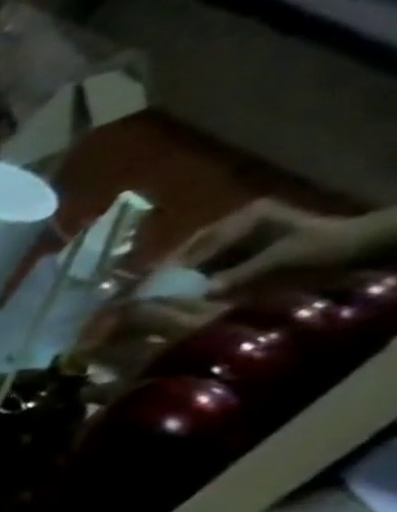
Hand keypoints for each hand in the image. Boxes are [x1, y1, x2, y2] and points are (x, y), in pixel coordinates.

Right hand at [171, 198, 366, 296]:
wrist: (359, 248)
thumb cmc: (323, 249)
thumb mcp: (282, 260)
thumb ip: (241, 275)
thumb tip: (202, 294)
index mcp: (248, 217)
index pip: (203, 242)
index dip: (178, 263)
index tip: (156, 283)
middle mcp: (241, 221)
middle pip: (197, 246)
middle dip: (175, 267)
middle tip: (151, 289)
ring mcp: (243, 234)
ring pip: (202, 255)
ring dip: (185, 273)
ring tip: (164, 291)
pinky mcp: (246, 248)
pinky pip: (214, 262)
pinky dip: (199, 276)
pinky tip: (187, 289)